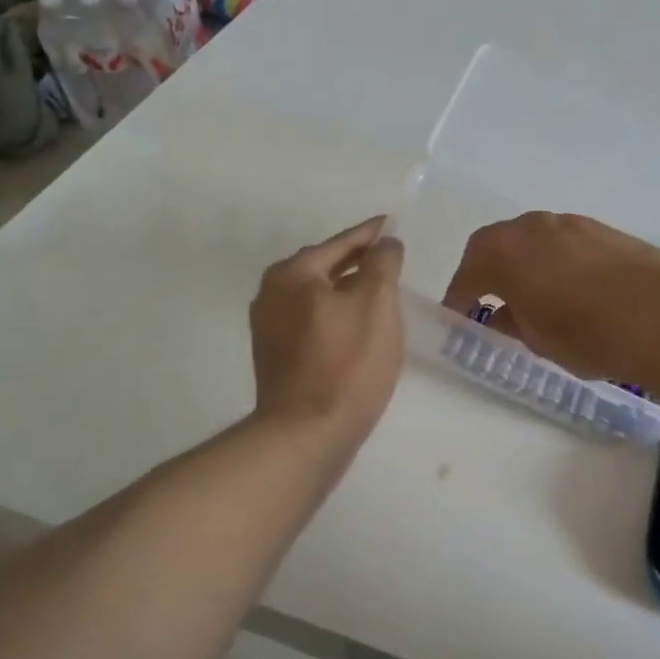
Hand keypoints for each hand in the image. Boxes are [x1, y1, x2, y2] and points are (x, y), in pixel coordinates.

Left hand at [250, 217, 405, 452]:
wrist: (307, 433)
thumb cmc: (347, 363)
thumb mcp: (376, 303)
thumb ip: (382, 263)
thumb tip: (385, 243)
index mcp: (293, 274)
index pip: (340, 243)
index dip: (370, 234)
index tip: (391, 225)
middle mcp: (271, 293)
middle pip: (322, 266)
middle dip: (355, 261)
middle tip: (387, 258)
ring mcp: (268, 327)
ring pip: (315, 295)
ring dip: (344, 289)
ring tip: (375, 291)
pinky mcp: (274, 356)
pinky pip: (309, 321)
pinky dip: (333, 314)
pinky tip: (354, 327)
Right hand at [442, 212, 659, 391]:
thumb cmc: (588, 334)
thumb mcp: (539, 340)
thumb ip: (514, 323)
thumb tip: (505, 314)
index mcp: (504, 252)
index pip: (468, 274)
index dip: (459, 297)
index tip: (458, 315)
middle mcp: (532, 227)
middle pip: (495, 244)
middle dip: (486, 270)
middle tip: (487, 299)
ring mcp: (571, 224)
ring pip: (532, 238)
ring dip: (523, 261)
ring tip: (531, 292)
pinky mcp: (603, 229)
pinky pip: (563, 241)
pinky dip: (554, 259)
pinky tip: (569, 285)